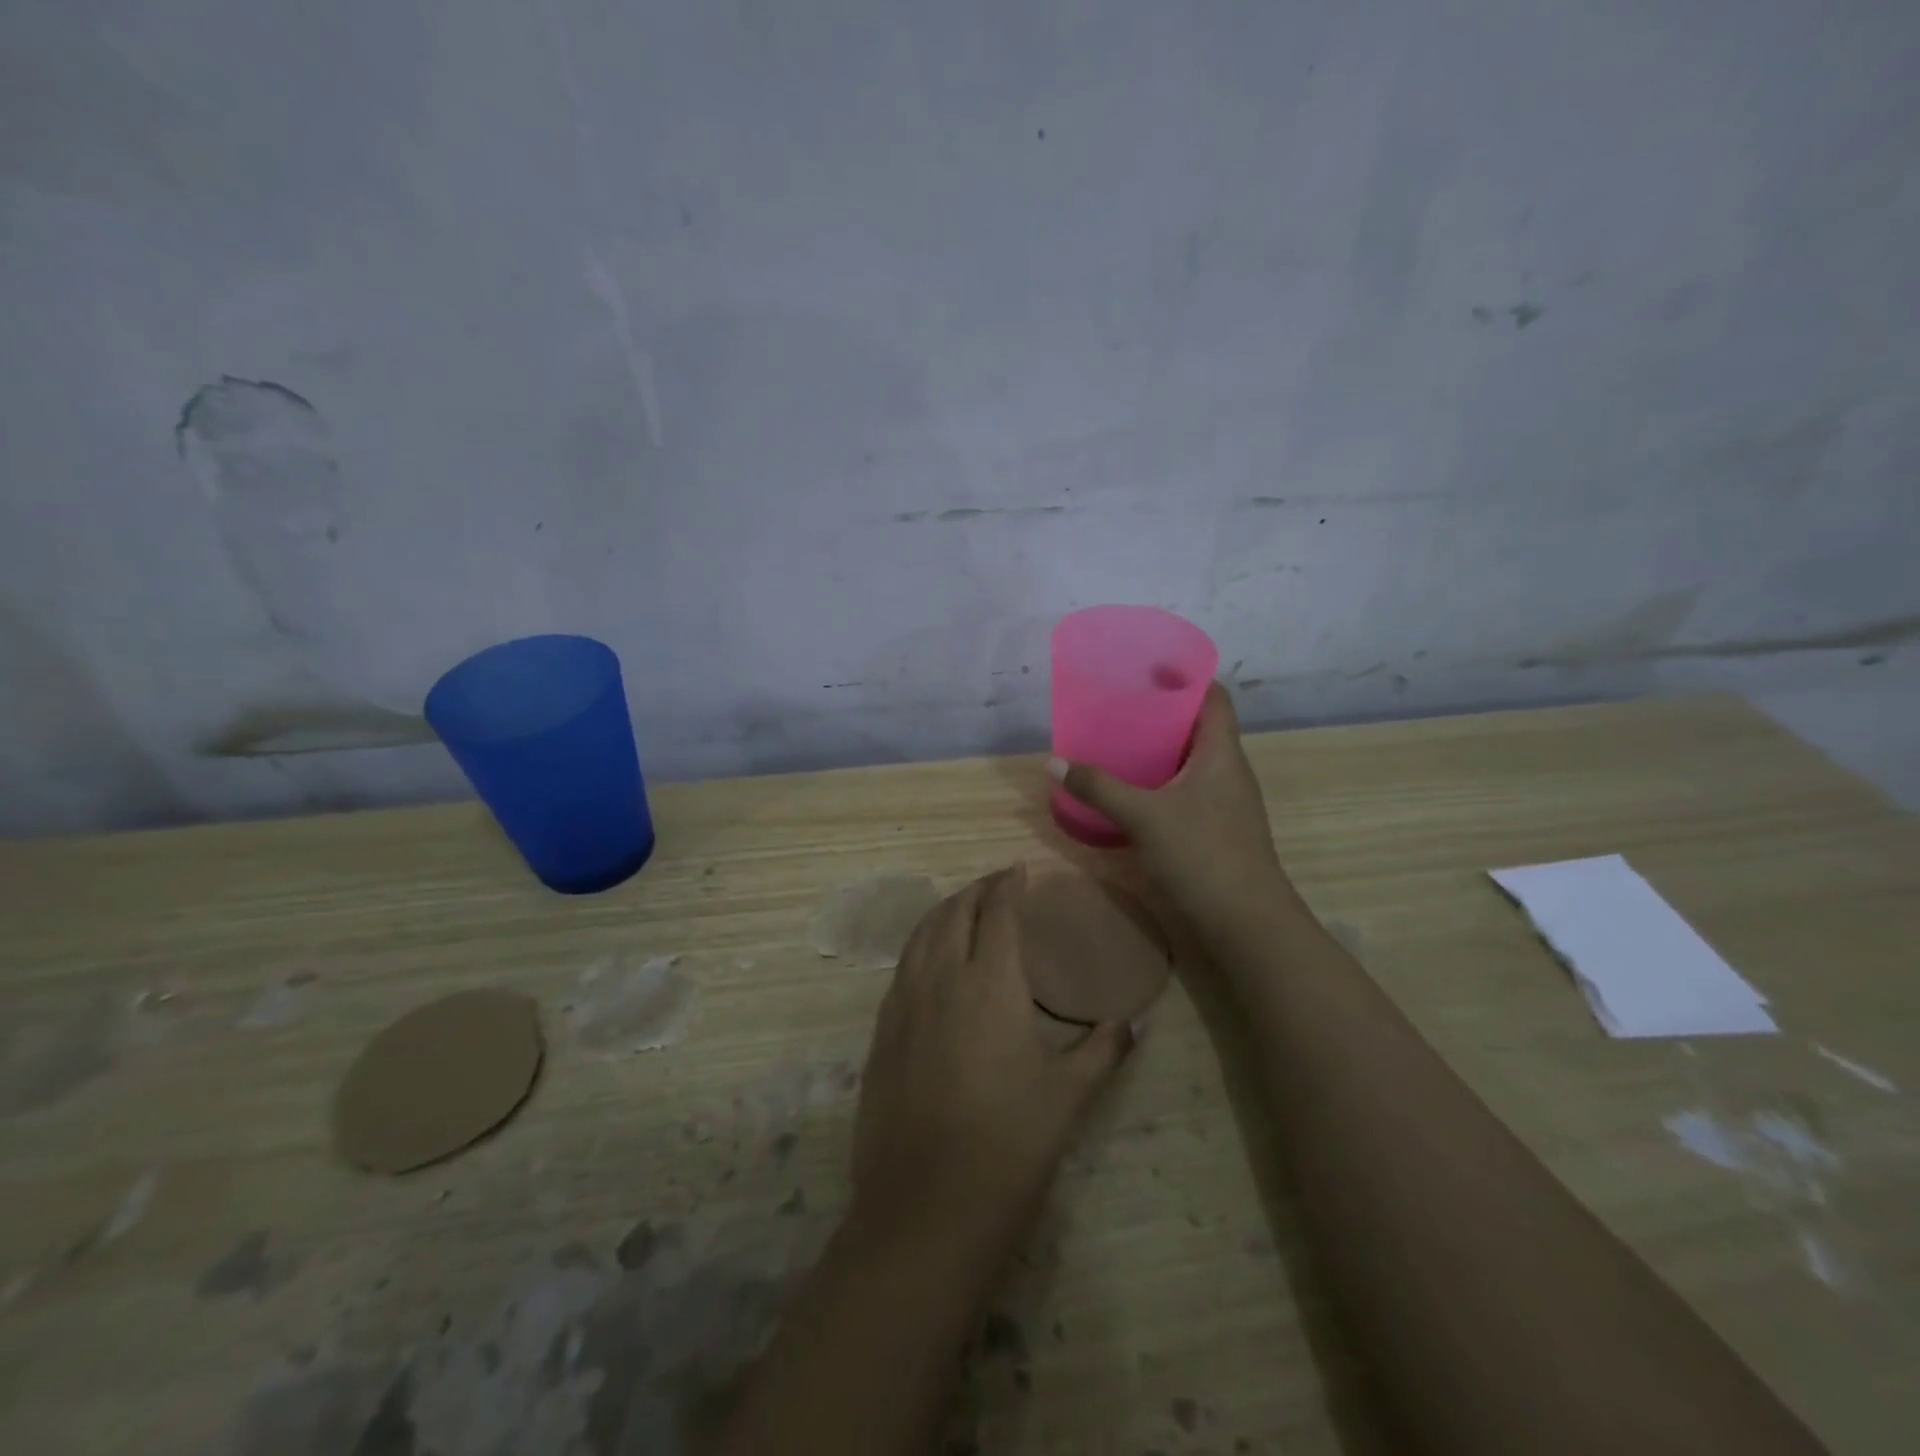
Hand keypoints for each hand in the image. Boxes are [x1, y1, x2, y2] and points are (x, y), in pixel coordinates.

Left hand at [848, 867, 1132, 1262]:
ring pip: (920, 934)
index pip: (997, 913)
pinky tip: (932, 959)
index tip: (1019, 870)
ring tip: (963, 908)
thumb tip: (1133, 1023)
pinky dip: (920, 944)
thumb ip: (1102, 1050)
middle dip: (975, 889)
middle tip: (996, 884)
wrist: (926, 1206)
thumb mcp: (1068, 1096)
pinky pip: (902, 966)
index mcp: (989, 983)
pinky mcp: (881, 1030)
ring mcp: (903, 1003)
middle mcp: (941, 979)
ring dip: (944, 911)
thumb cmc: (1009, 1146)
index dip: (1008, 885)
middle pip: (953, 912)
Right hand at [1048, 682, 1286, 934]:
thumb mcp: (1144, 816)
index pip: (1213, 697)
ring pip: (1191, 762)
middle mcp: (1228, 771)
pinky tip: (1130, 792)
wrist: (1246, 923)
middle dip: (1161, 714)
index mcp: (1222, 753)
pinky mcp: (1215, 830)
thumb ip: (1099, 787)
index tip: (1147, 668)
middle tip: (1118, 707)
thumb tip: (1054, 761)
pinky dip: (1160, 783)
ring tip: (1117, 743)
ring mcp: (1224, 803)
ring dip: (1159, 750)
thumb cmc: (1203, 855)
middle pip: (1198, 727)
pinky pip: (1186, 790)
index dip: (1185, 676)